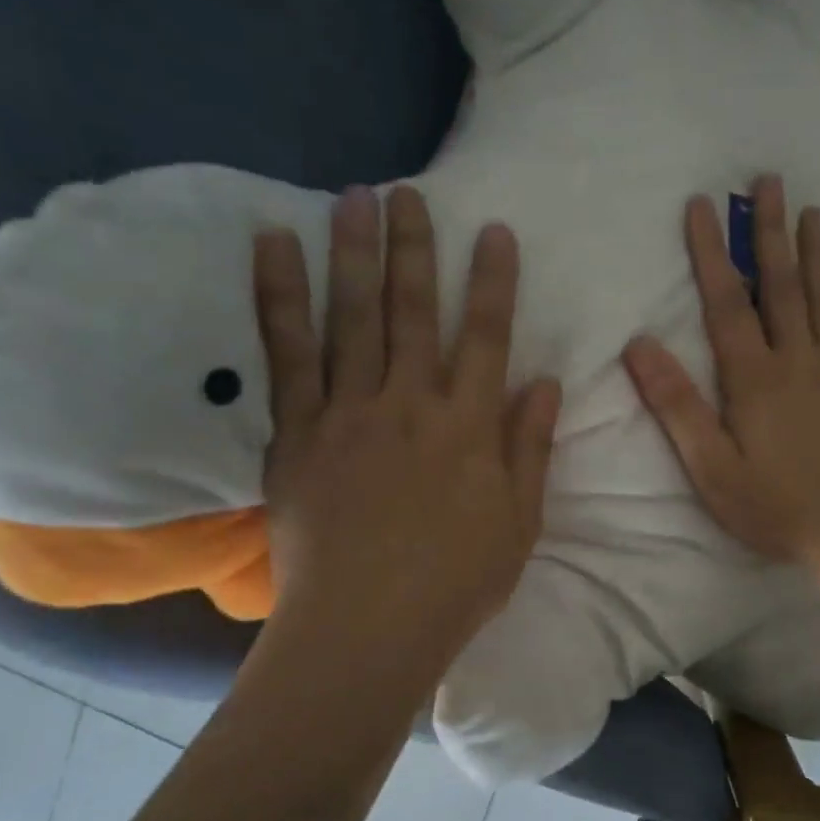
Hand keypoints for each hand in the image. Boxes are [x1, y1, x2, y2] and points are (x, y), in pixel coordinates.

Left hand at [254, 184, 560, 657]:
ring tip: (353, 198)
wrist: (366, 629)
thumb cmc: (456, 582)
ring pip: (352, 317)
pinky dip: (279, 297)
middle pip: (413, 311)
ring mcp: (348, 413)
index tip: (494, 231)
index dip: (492, 281)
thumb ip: (530, 448)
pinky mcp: (296, 433)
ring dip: (353, 252)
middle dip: (415, 247)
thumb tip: (546, 383)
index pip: (486, 337)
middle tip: (408, 191)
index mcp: (469, 427)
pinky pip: (286, 354)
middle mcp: (410, 404)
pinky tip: (274, 248)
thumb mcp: (520, 523)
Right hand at [622, 176, 819, 561]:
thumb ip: (676, 405)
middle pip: (782, 285)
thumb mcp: (710, 466)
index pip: (727, 302)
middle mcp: (795, 361)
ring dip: (816, 253)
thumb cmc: (772, 504)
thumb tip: (640, 344)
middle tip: (770, 182)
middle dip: (771, 232)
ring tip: (814, 211)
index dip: (712, 252)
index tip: (703, 205)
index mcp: (754, 376)